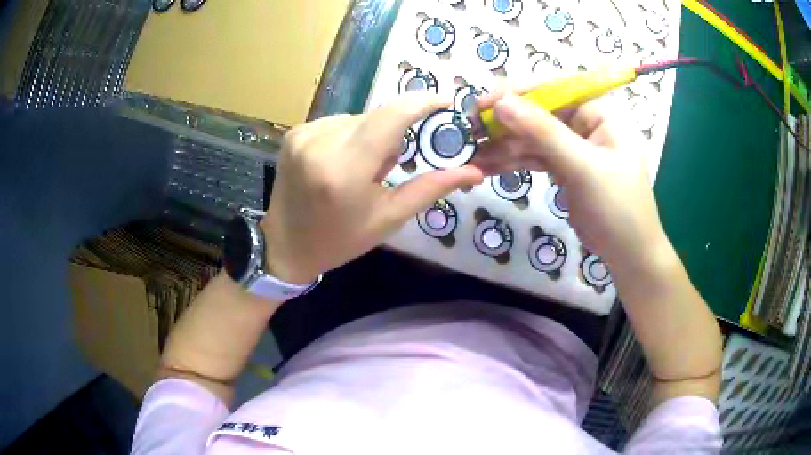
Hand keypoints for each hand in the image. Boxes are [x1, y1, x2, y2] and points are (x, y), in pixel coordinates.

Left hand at [261, 94, 483, 283]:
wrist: (285, 247)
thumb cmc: (340, 239)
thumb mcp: (389, 218)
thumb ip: (431, 188)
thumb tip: (475, 172)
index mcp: (345, 170)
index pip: (392, 117)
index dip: (422, 103)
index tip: (444, 102)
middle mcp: (320, 143)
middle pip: (377, 117)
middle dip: (392, 135)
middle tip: (386, 168)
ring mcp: (303, 135)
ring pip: (358, 118)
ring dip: (369, 136)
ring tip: (358, 170)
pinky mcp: (294, 133)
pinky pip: (336, 122)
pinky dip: (348, 136)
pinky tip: (339, 162)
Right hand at [472, 93, 667, 268]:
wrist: (629, 254)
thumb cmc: (618, 207)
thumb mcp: (583, 167)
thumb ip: (544, 133)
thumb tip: (501, 102)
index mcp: (598, 112)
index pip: (553, 90)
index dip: (516, 93)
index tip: (481, 104)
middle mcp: (584, 123)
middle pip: (537, 113)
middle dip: (504, 123)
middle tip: (469, 133)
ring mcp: (573, 146)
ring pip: (532, 137)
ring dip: (503, 146)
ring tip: (472, 155)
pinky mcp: (564, 168)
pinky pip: (534, 158)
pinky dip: (512, 162)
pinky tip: (487, 167)